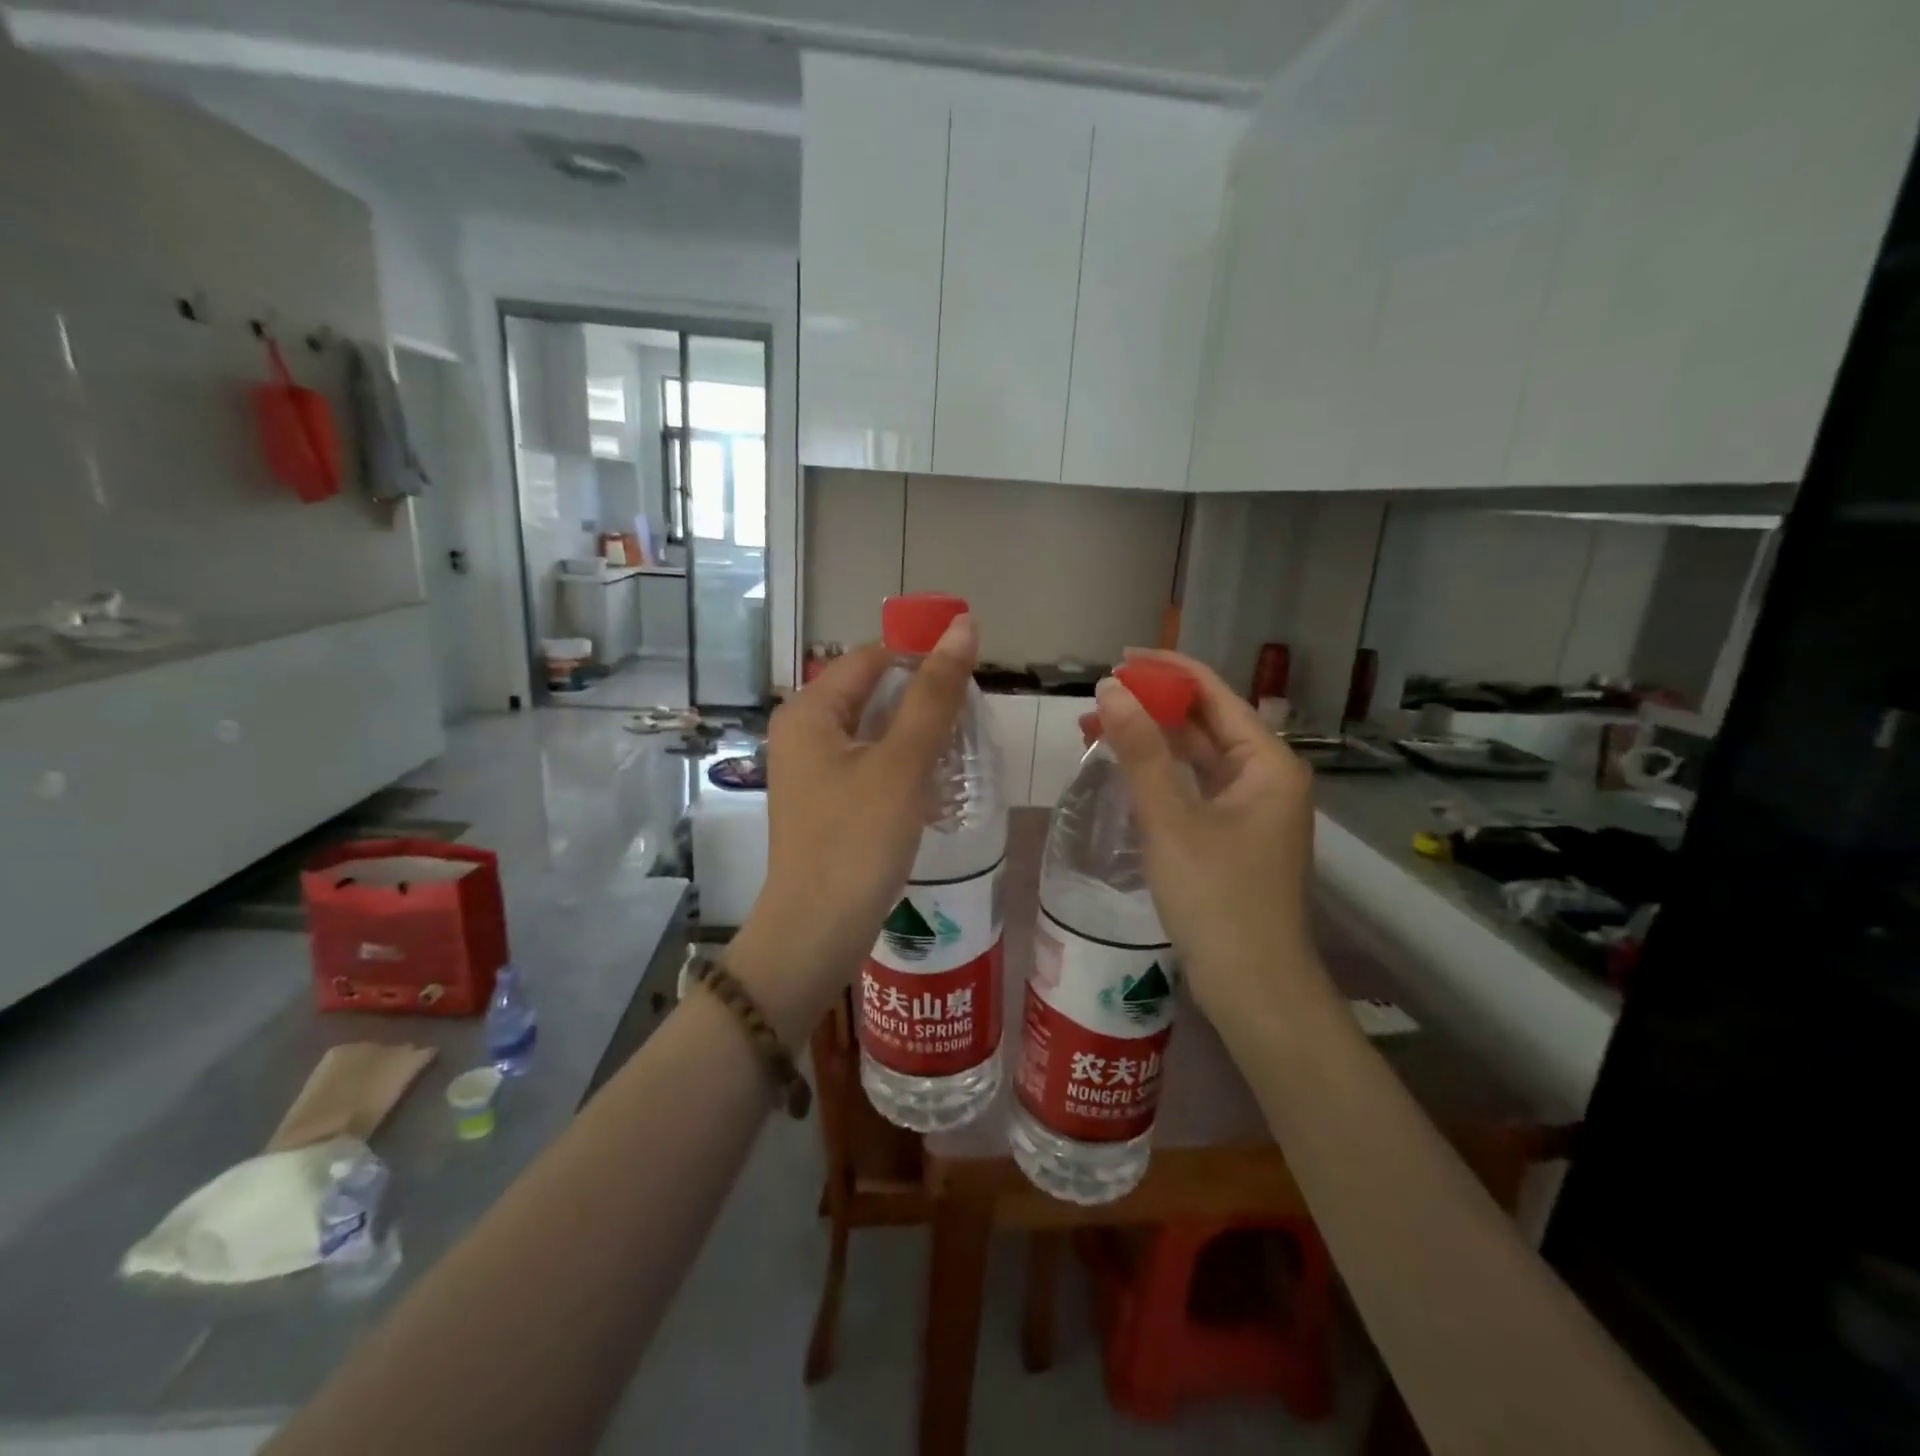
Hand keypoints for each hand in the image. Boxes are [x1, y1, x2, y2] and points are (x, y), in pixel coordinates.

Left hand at [726, 620, 977, 1039]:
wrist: (816, 933)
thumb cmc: (856, 841)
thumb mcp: (902, 763)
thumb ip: (934, 694)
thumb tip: (964, 625)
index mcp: (810, 710)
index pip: (873, 657)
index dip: (922, 661)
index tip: (970, 687)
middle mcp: (803, 731)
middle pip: (873, 693)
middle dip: (924, 705)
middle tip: (969, 729)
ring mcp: (811, 770)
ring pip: (875, 732)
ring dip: (918, 739)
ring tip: (960, 758)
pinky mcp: (826, 802)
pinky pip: (870, 766)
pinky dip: (903, 769)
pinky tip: (935, 789)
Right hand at [1092, 649, 1328, 1022]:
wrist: (1253, 987)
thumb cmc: (1217, 899)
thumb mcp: (1171, 820)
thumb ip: (1140, 751)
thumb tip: (1110, 688)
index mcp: (1266, 762)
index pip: (1214, 693)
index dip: (1167, 670)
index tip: (1118, 658)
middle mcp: (1266, 776)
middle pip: (1206, 722)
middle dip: (1153, 706)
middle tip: (1098, 699)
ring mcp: (1251, 807)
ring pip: (1197, 756)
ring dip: (1153, 741)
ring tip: (1098, 729)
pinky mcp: (1233, 834)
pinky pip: (1194, 787)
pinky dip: (1161, 774)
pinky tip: (1125, 770)